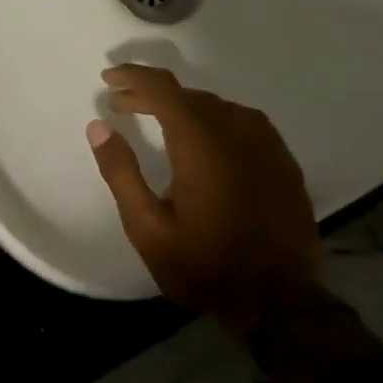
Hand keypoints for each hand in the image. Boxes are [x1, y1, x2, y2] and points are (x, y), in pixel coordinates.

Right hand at [86, 65, 326, 338]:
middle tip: (123, 104)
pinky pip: (244, 121)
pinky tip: (206, 136)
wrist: (280, 305)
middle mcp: (236, 133)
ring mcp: (266, 146)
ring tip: (159, 118)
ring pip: (217, 105)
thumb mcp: (147, 229)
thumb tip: (98, 126)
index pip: (163, 89)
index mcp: (200, 145)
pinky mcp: (283, 162)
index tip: (108, 78)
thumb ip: (121, 172)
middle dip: (151, 93)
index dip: (133, 77)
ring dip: (183, 105)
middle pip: (188, 94)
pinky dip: (215, 117)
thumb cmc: (205, 266)